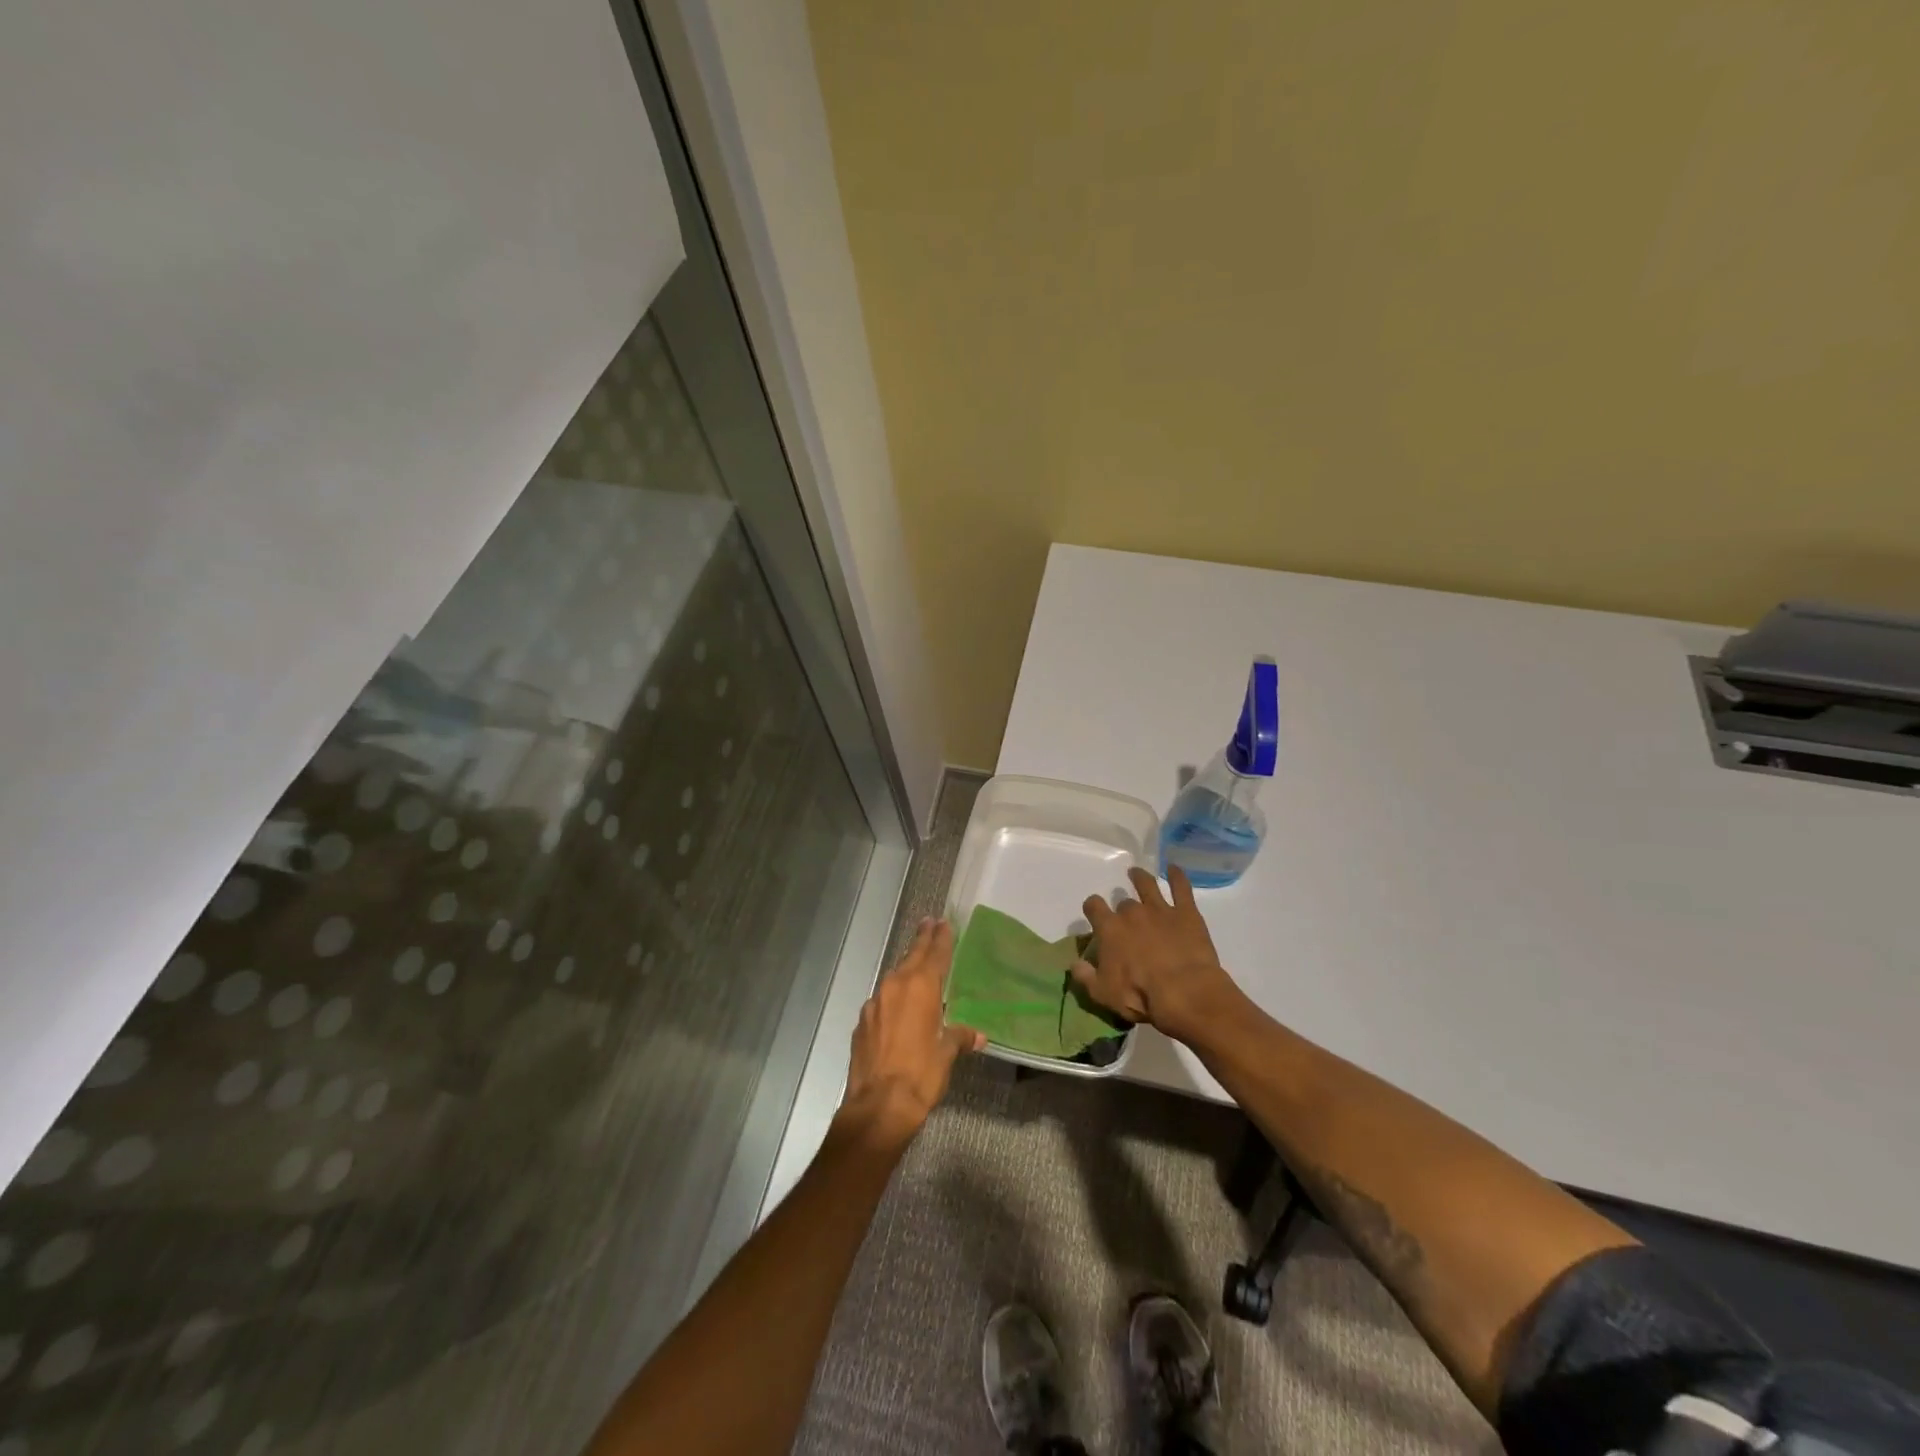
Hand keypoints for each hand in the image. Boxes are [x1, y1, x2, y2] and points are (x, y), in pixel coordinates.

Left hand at [837, 919, 984, 1148]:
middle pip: (912, 956)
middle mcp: (895, 987)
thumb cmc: (920, 1075)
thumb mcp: (946, 1056)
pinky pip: (881, 1000)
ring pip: (894, 977)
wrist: (878, 1106)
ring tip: (916, 964)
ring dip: (906, 968)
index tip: (943, 922)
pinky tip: (897, 1007)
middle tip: (929, 922)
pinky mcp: (862, 1022)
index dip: (941, 938)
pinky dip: (892, 997)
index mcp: (920, 988)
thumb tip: (977, 1036)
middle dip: (922, 940)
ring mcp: (874, 1003)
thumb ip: (959, 1038)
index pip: (935, 954)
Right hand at [1073, 866, 1234, 1039]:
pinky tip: (1174, 868)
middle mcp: (1132, 912)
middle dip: (1122, 907)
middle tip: (1126, 916)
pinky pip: (1181, 887)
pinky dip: (1177, 876)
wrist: (1184, 992)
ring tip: (1137, 874)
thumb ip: (1085, 976)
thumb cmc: (1140, 995)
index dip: (1093, 907)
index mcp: (1109, 929)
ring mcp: (1160, 909)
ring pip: (1147, 885)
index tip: (1094, 911)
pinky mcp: (1186, 913)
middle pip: (1123, 902)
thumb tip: (1074, 963)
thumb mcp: (1103, 993)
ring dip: (1140, 878)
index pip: (1094, 907)